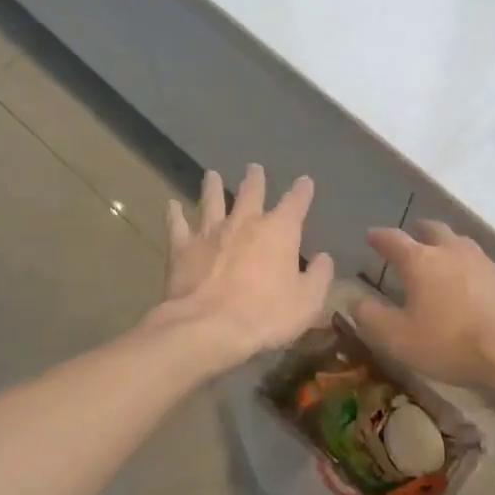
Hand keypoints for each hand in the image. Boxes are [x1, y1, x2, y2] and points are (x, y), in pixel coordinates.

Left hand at [157, 165, 334, 364]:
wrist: (208, 327)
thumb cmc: (265, 315)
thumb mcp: (307, 302)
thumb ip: (318, 276)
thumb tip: (324, 258)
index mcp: (279, 231)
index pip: (295, 203)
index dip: (302, 191)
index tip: (305, 181)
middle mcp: (245, 222)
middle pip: (251, 193)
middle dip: (255, 179)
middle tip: (254, 168)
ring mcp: (211, 232)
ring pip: (212, 201)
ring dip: (212, 186)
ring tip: (211, 174)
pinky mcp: (183, 248)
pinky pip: (177, 225)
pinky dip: (174, 214)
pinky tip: (171, 205)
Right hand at [354, 221, 494, 397]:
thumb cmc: (450, 343)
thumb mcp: (399, 339)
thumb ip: (372, 318)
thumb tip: (353, 300)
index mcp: (421, 262)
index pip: (394, 240)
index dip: (380, 237)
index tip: (371, 235)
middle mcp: (451, 252)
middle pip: (433, 230)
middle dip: (419, 230)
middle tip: (413, 234)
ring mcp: (483, 262)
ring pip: (461, 242)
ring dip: (448, 243)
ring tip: (443, 254)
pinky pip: (483, 263)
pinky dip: (471, 266)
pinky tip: (474, 282)